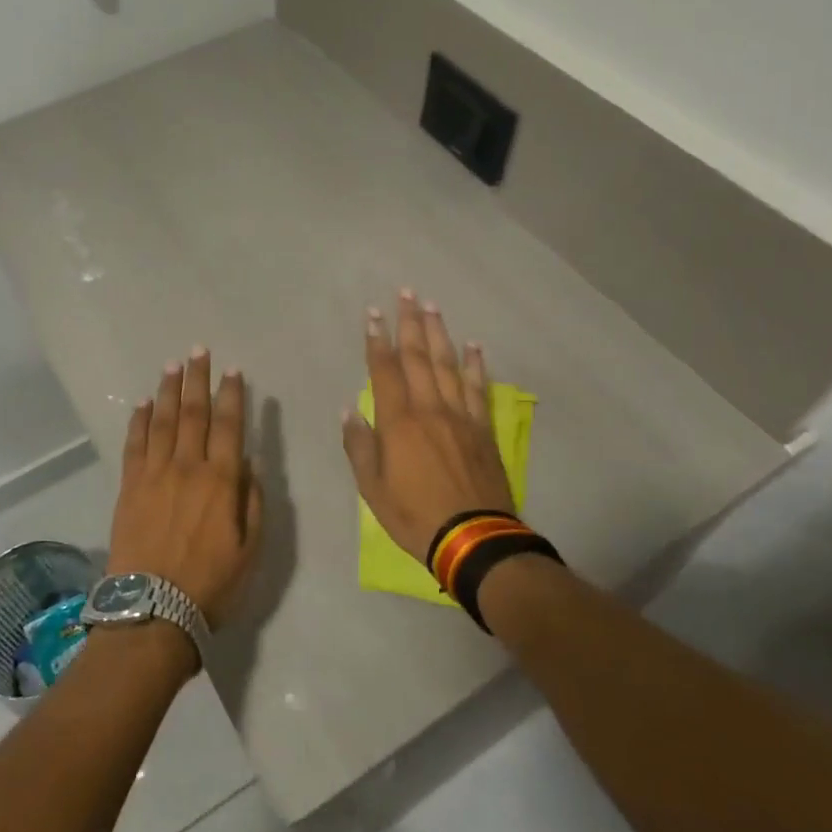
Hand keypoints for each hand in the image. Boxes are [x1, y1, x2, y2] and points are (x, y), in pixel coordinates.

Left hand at [106, 349, 263, 629]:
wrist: (151, 611)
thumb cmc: (210, 585)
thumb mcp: (250, 550)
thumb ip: (252, 501)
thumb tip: (249, 462)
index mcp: (221, 481)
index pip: (229, 426)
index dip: (232, 395)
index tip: (233, 370)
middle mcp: (187, 467)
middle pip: (193, 413)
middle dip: (197, 380)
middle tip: (198, 351)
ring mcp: (154, 474)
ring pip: (161, 421)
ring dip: (167, 391)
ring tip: (172, 365)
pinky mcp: (129, 486)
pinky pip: (134, 444)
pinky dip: (138, 421)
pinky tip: (141, 404)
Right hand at [341, 290, 513, 563]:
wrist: (474, 538)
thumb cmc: (414, 515)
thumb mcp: (372, 488)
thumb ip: (360, 446)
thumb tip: (349, 411)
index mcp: (399, 422)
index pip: (385, 370)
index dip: (377, 340)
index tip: (374, 313)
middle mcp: (430, 409)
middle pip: (419, 357)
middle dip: (410, 323)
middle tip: (407, 293)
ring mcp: (460, 416)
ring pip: (449, 365)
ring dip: (440, 333)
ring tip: (433, 306)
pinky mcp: (482, 429)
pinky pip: (479, 389)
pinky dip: (476, 365)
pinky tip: (474, 346)